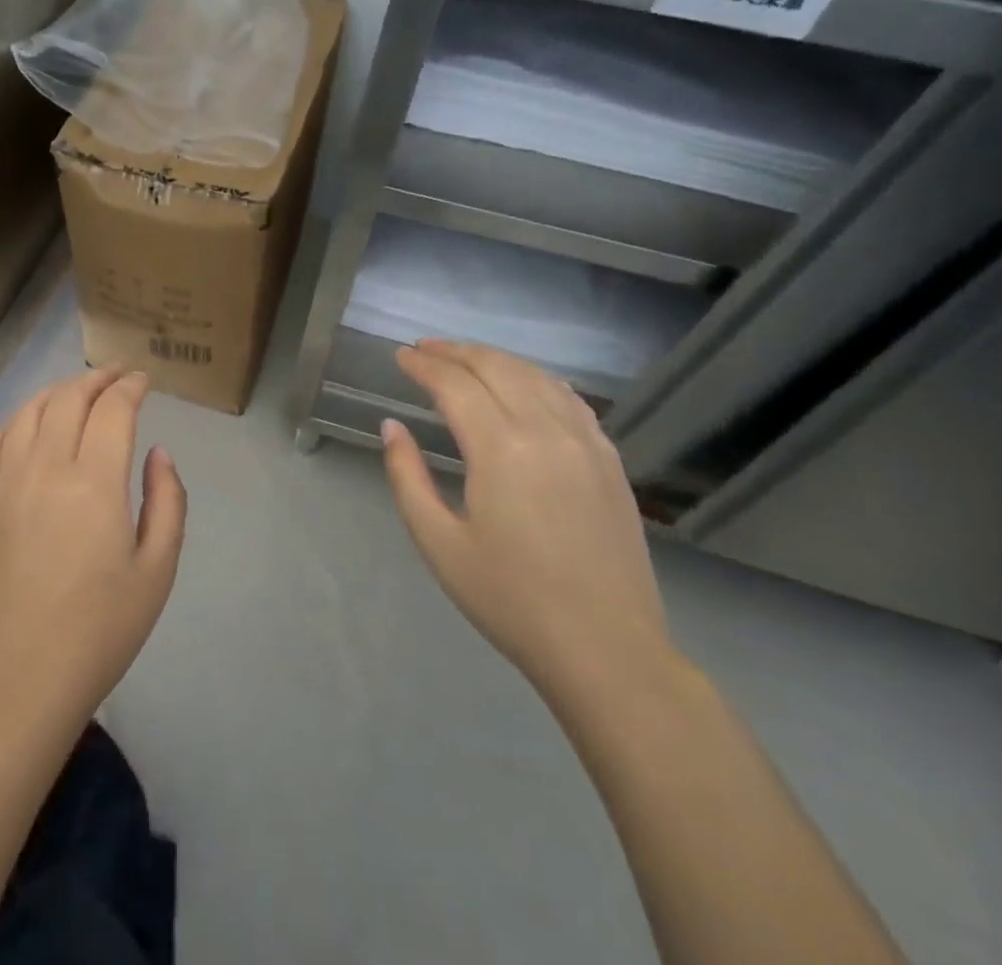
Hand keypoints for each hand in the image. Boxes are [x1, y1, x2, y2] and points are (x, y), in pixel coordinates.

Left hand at [0, 368, 186, 739]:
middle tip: (117, 376)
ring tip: (78, 392)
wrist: (21, 678)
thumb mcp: (158, 569)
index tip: (144, 381)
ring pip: (29, 411)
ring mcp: (4, 481)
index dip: (131, 387)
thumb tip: (157, 453)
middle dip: (98, 379)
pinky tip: (29, 425)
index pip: (112, 409)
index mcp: (93, 482)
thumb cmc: (101, 629)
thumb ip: (167, 500)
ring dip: (57, 391)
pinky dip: (17, 420)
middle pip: (69, 398)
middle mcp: (44, 467)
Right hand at [380, 340, 671, 700]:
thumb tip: (392, 427)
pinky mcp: (609, 460)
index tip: (400, 356)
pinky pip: (569, 399)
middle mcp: (545, 431)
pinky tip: (525, 384)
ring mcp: (585, 442)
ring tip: (465, 359)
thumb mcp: (439, 543)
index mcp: (500, 449)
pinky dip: (537, 378)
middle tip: (425, 350)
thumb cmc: (511, 600)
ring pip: (536, 376)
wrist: (607, 650)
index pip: (455, 384)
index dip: (424, 365)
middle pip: (496, 367)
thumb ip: (408, 477)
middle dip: (455, 352)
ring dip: (495, 359)